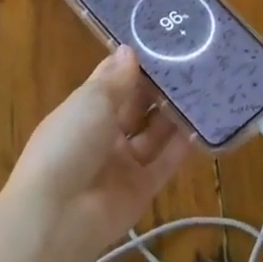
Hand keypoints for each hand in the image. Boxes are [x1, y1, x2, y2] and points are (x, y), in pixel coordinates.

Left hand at [5, 46, 194, 255]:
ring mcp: (122, 165)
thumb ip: (115, 78)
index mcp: (83, 113)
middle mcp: (102, 137)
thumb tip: (129, 49)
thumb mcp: (90, 101)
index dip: (133, 67)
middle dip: (158, 90)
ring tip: (204, 89)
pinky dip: (181, 147)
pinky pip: (165, 164)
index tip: (162, 45)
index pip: (112, 84)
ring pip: (153, 135)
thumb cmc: (68, 144)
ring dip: (173, 116)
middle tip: (192, 64)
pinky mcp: (141, 190)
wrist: (58, 216)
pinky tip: (202, 126)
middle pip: (135, 109)